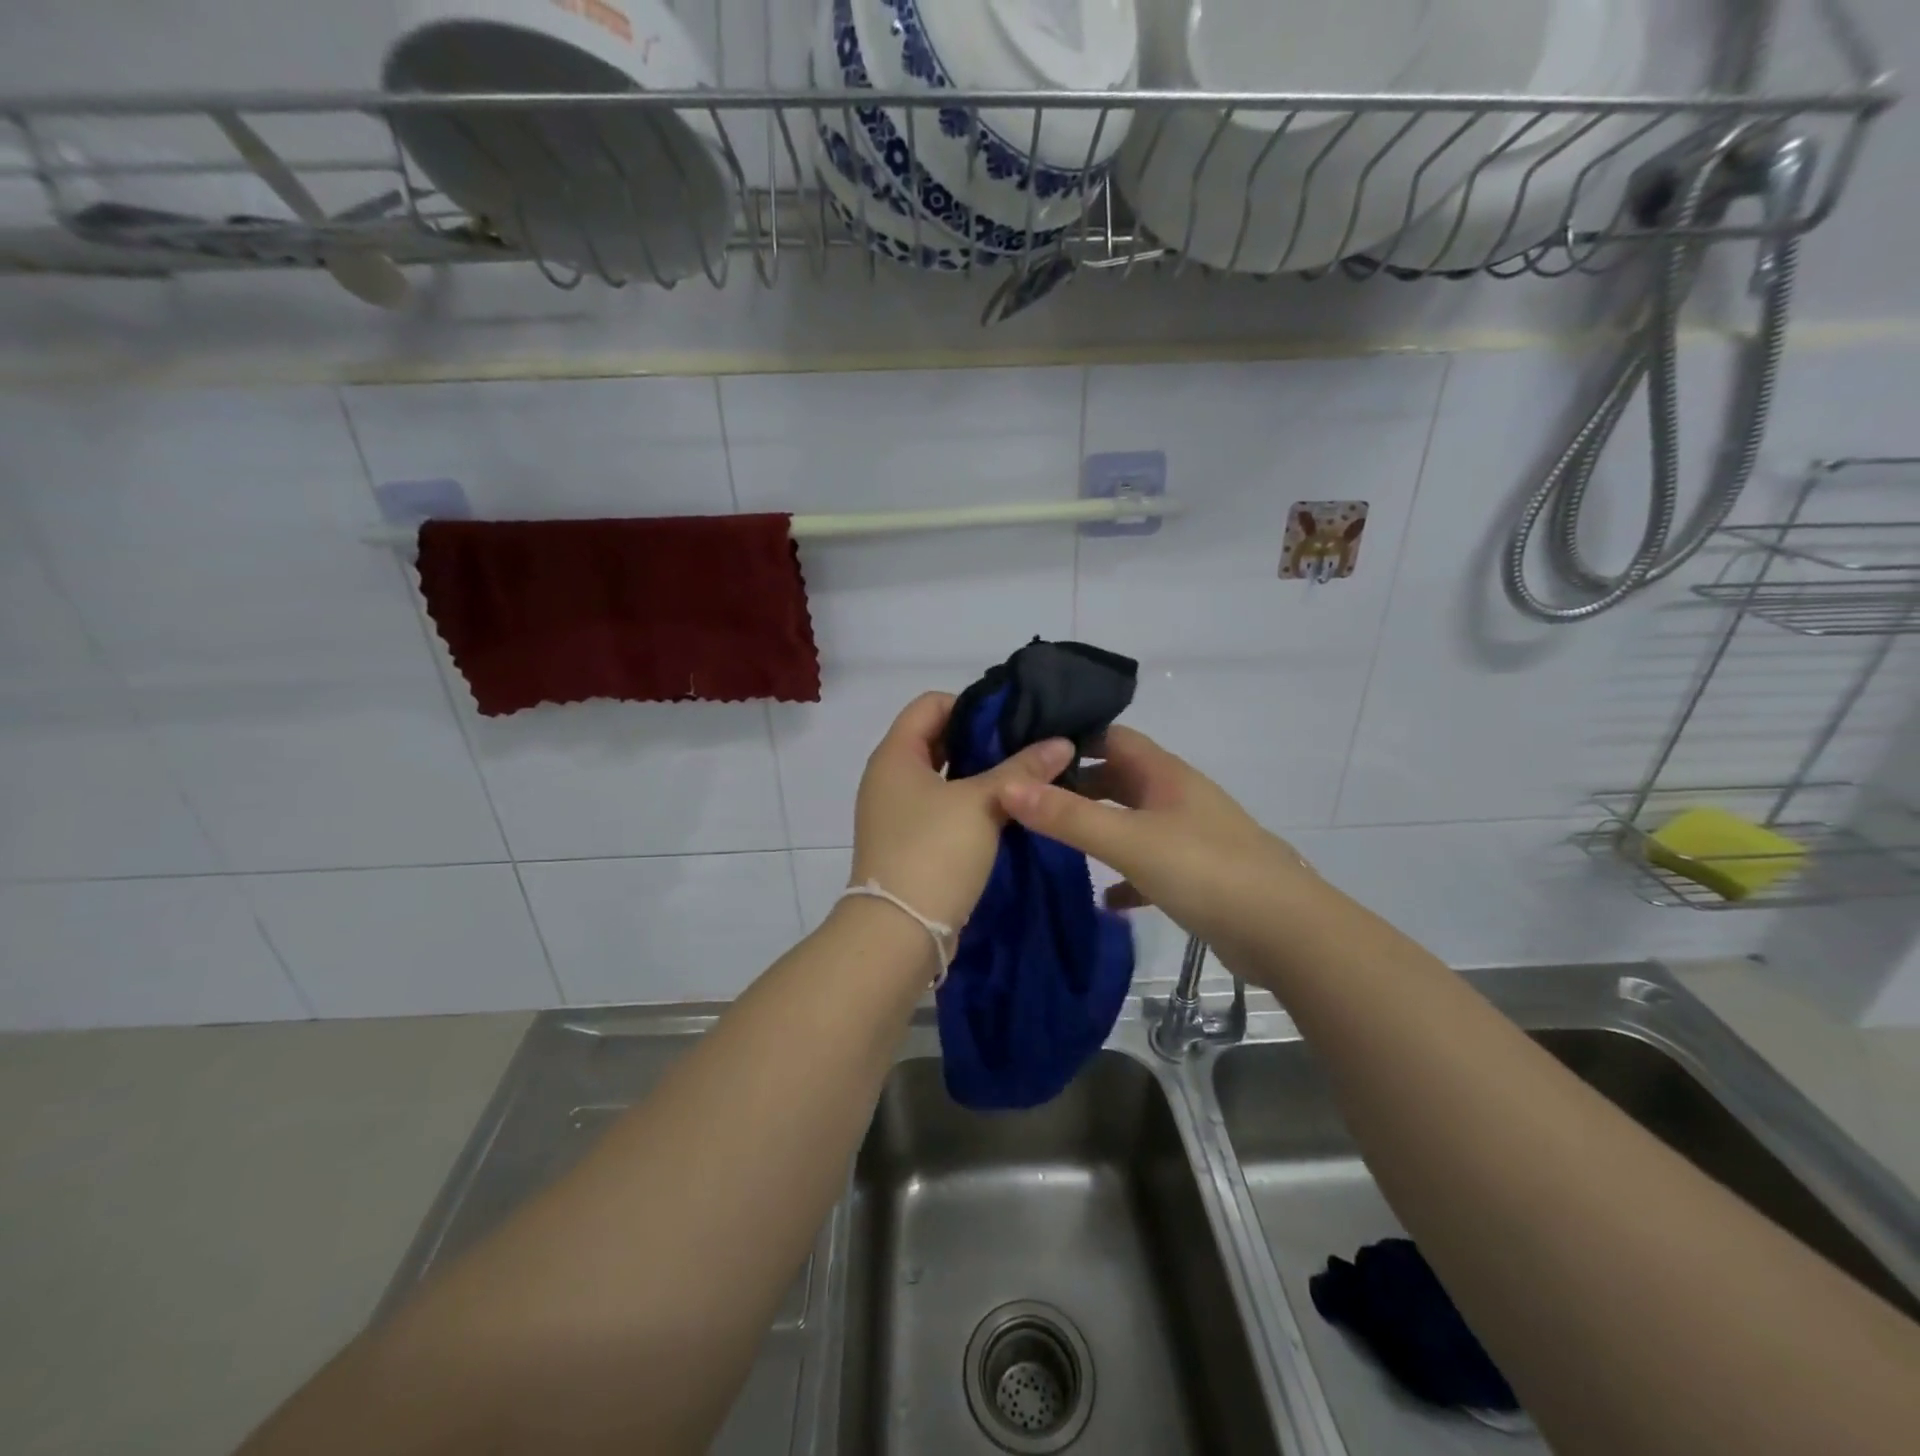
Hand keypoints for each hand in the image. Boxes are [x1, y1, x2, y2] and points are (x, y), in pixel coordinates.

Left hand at [849, 692, 1073, 932]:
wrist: (899, 932)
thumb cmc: (934, 852)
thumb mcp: (983, 802)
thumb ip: (1022, 768)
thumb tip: (1062, 742)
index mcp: (895, 755)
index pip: (930, 704)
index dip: (971, 704)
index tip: (1013, 719)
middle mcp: (889, 778)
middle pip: (937, 739)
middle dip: (982, 740)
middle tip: (1028, 746)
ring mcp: (897, 813)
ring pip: (944, 778)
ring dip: (980, 775)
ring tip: (1026, 778)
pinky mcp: (909, 843)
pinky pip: (943, 809)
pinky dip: (971, 804)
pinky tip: (1008, 811)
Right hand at [995, 725, 1313, 957]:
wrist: (1285, 932)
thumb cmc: (1205, 870)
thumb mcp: (1129, 840)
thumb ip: (1068, 816)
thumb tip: (1007, 787)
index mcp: (1164, 774)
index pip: (1110, 737)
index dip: (1070, 739)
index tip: (1025, 751)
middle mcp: (1176, 796)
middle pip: (1118, 778)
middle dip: (1076, 786)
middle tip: (1027, 800)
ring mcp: (1188, 836)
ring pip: (1131, 821)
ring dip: (1097, 828)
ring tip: (1051, 842)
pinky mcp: (1196, 875)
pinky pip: (1147, 865)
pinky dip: (1123, 875)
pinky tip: (1104, 898)